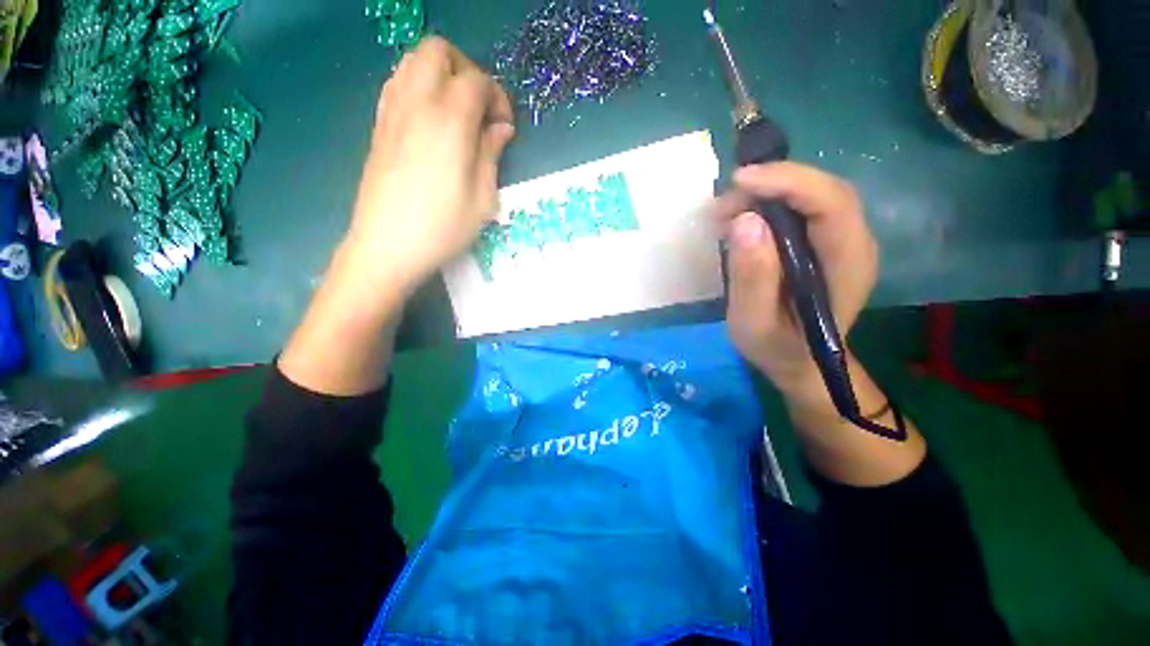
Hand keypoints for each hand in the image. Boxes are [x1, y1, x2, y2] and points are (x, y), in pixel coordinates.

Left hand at [346, 37, 515, 294]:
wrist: (387, 246)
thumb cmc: (443, 227)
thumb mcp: (483, 198)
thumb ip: (492, 154)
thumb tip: (501, 128)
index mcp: (448, 120)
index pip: (477, 81)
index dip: (498, 97)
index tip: (505, 127)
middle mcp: (416, 103)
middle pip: (438, 51)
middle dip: (466, 70)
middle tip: (480, 108)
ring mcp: (391, 112)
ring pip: (412, 62)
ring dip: (440, 75)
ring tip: (457, 113)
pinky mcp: (378, 127)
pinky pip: (397, 85)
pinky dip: (419, 88)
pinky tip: (432, 122)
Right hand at [712, 162, 878, 390]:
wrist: (799, 362)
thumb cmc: (777, 348)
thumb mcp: (754, 323)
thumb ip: (752, 277)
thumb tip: (745, 220)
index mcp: (846, 266)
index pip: (831, 203)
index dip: (788, 182)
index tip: (740, 181)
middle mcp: (854, 244)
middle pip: (823, 191)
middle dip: (772, 185)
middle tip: (724, 204)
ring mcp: (842, 241)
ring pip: (811, 195)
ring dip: (766, 194)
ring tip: (725, 213)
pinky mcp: (825, 243)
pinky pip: (801, 209)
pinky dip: (768, 205)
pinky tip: (741, 220)